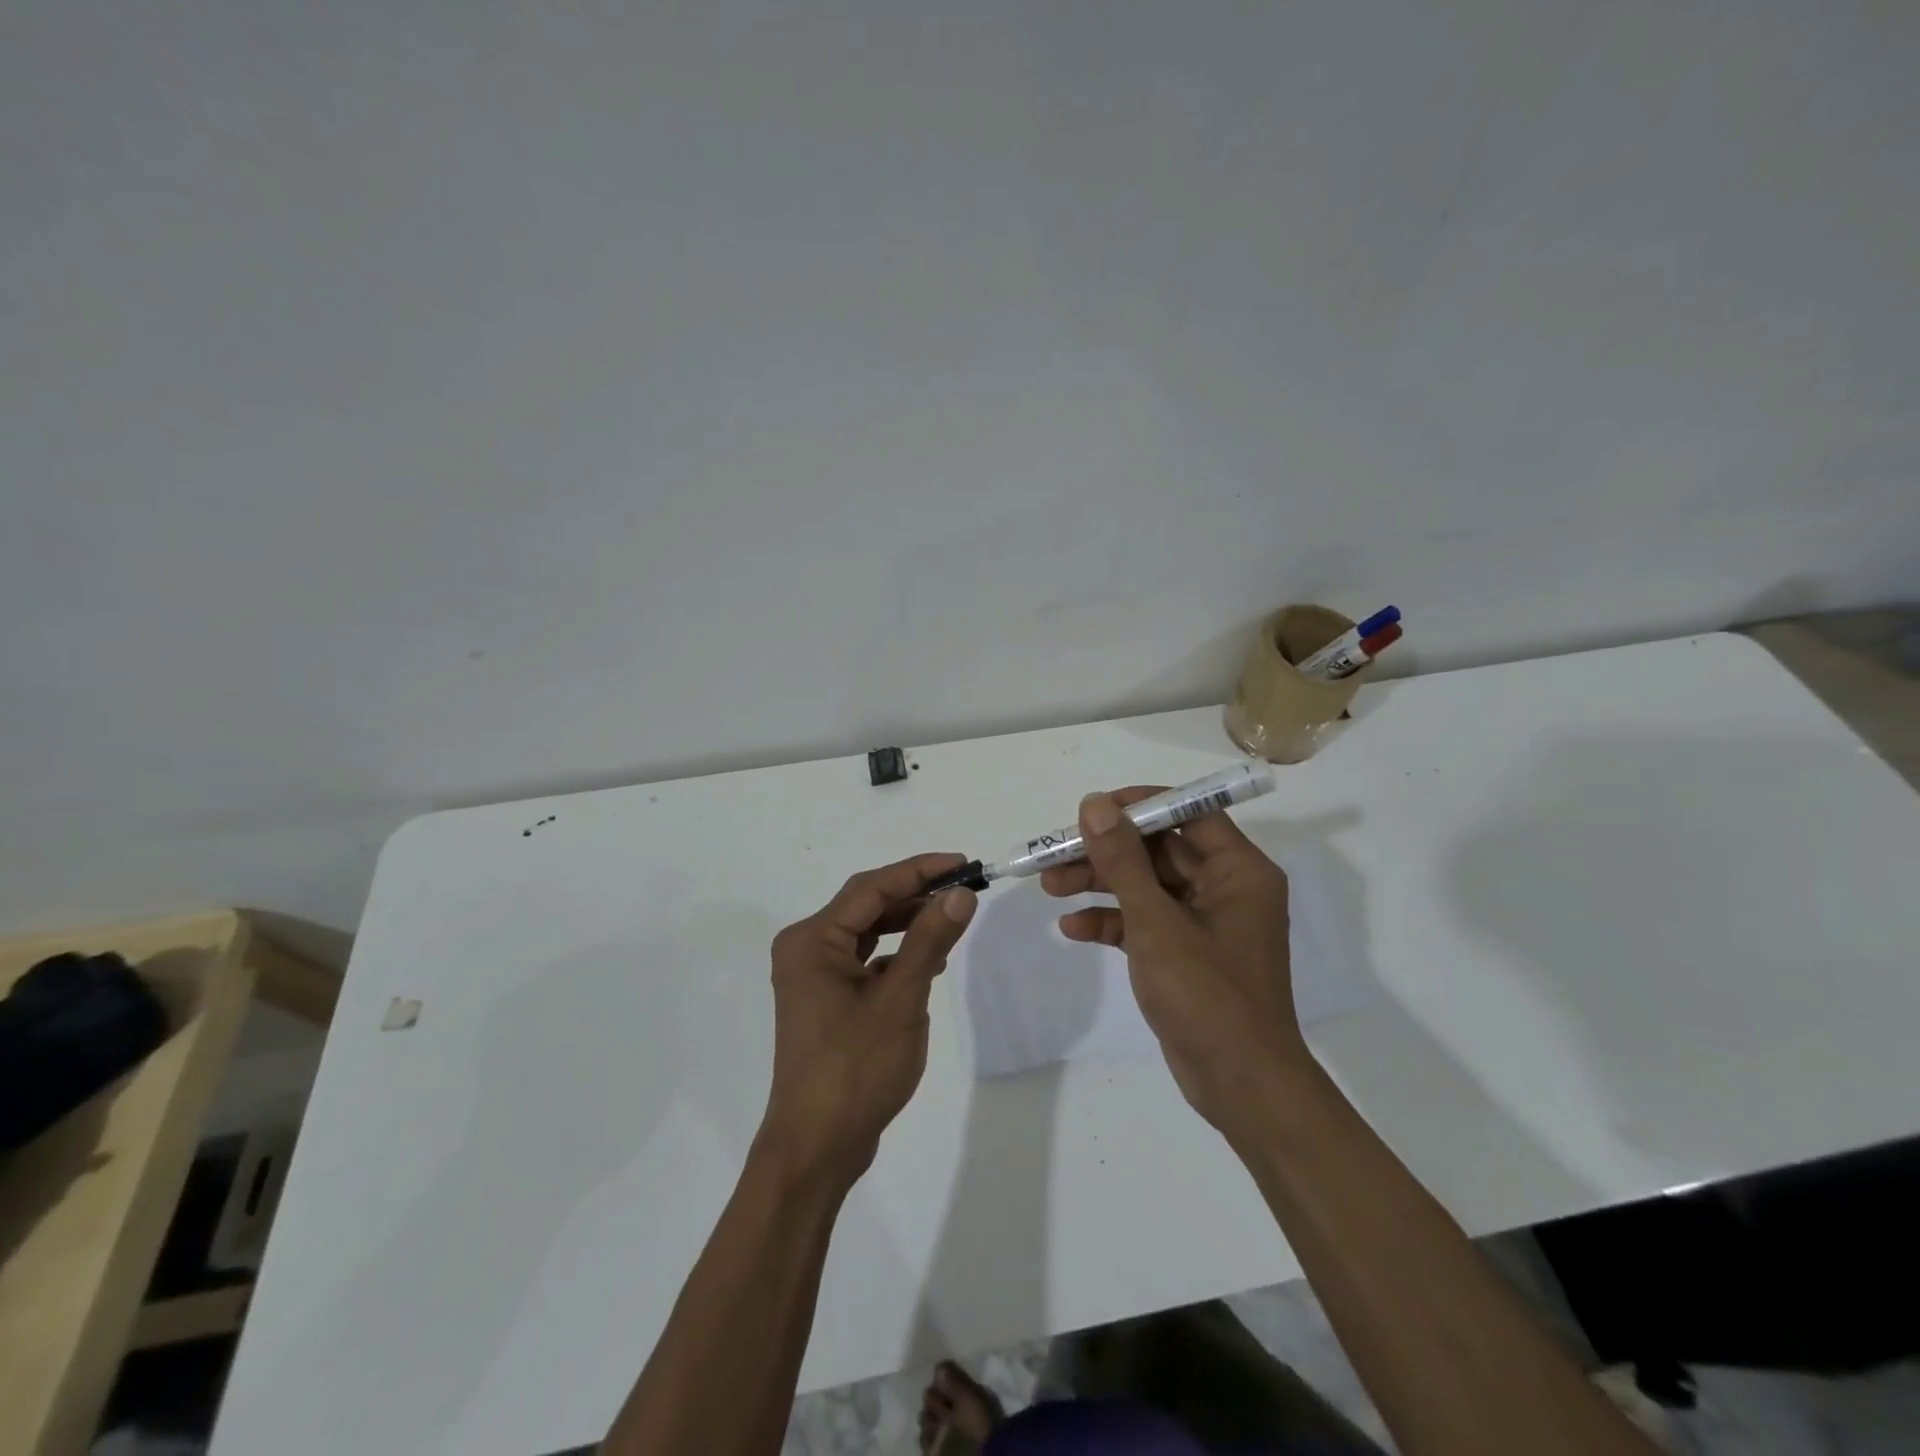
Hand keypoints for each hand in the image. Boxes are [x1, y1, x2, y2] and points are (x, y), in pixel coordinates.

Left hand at [759, 853, 977, 1189]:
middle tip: (963, 887)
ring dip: (907, 922)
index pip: (871, 887)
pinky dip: (896, 954)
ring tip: (951, 917)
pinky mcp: (825, 1000)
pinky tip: (928, 960)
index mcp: (812, 940)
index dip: (919, 871)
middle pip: (867, 905)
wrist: (817, 1147)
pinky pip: (864, 960)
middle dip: (915, 894)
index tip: (962, 862)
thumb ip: (930, 941)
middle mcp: (806, 949)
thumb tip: (961, 894)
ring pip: (867, 932)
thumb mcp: (900, 999)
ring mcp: (813, 976)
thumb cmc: (856, 1069)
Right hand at [1041, 789, 1307, 1141]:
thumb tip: (1095, 803)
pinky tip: (1073, 928)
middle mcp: (1225, 889)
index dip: (1139, 806)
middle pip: (1158, 850)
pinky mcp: (1185, 954)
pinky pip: (1144, 922)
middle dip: (1106, 852)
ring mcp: (1204, 923)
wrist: (1241, 1086)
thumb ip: (1123, 860)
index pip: (1188, 813)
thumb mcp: (1156, 922)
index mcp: (1238, 871)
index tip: (1092, 810)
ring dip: (1100, 884)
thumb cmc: (1207, 995)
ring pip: (1146, 886)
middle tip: (1056, 854)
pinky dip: (1111, 922)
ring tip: (1050, 887)